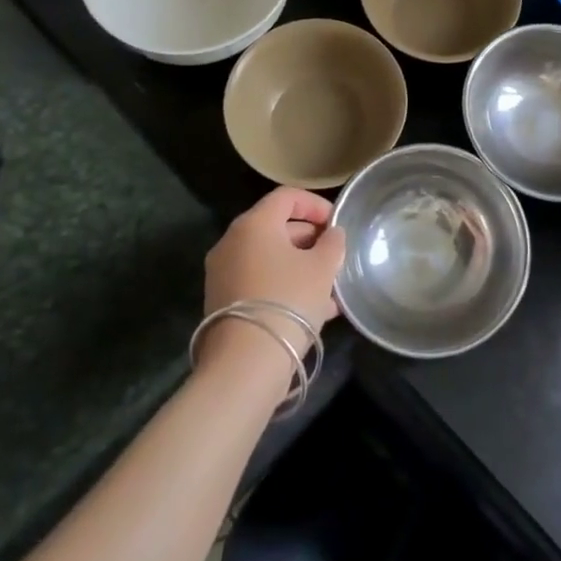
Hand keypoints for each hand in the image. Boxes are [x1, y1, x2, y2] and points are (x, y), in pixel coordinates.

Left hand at [200, 187, 345, 365]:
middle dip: (310, 239)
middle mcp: (232, 243)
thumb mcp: (323, 268)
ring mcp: (223, 274)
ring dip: (300, 265)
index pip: (287, 196)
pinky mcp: (222, 302)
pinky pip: (260, 281)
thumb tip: (332, 234)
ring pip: (269, 258)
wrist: (245, 363)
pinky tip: (314, 308)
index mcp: (254, 224)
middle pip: (276, 227)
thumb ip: (332, 244)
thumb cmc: (288, 301)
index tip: (337, 223)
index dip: (316, 204)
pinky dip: (284, 285)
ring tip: (330, 286)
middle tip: (335, 255)